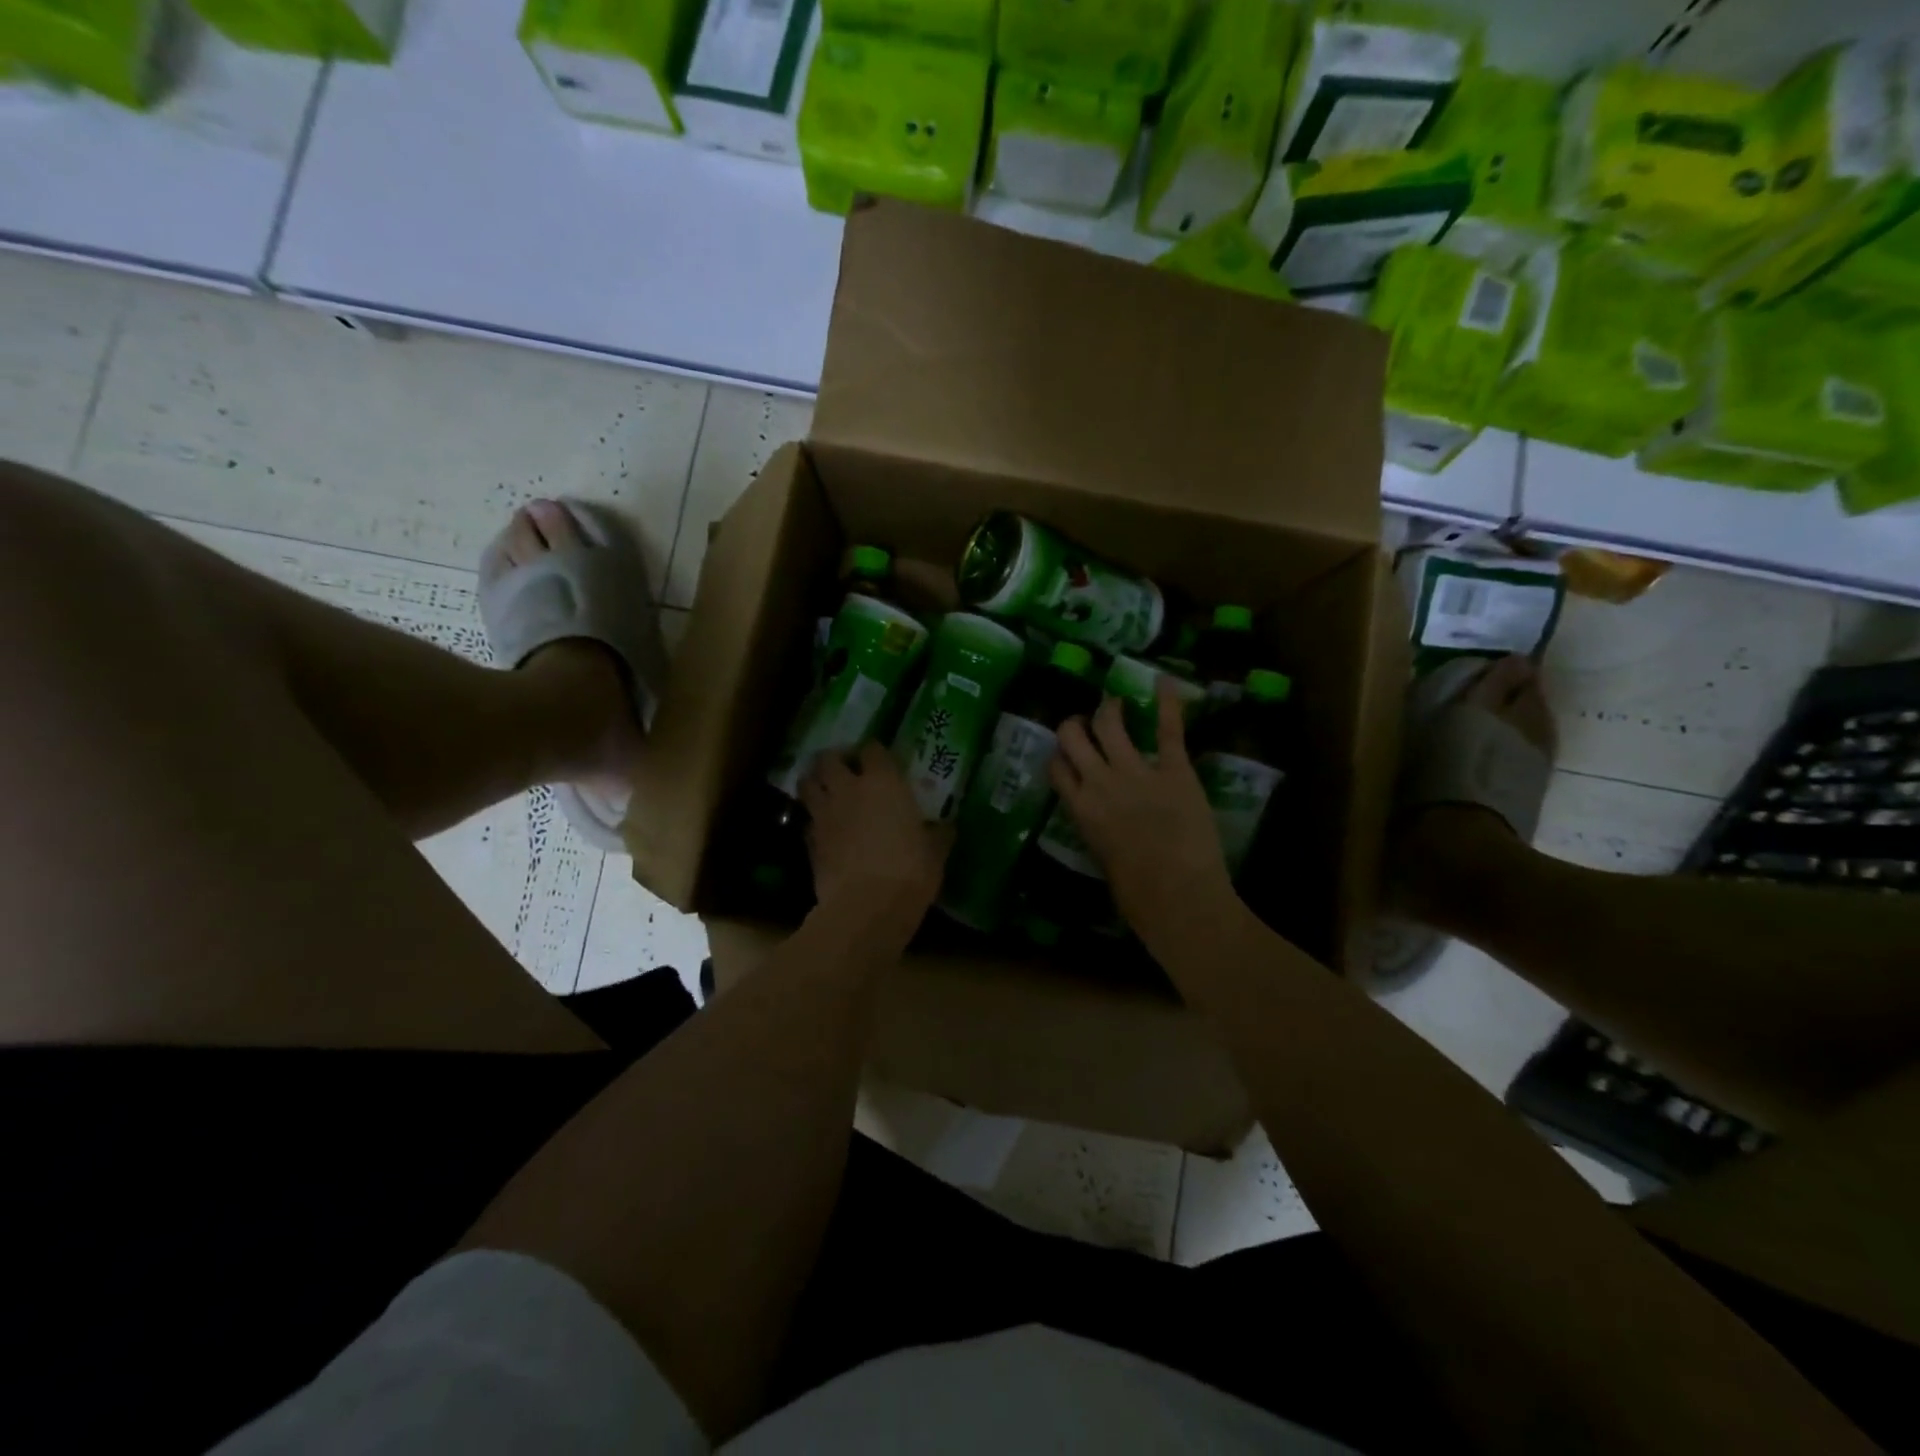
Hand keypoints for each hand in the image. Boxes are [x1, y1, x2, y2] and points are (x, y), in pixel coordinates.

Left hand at [800, 741, 950, 925]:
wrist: (866, 907)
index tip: (880, 760)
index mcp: (884, 782)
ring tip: (826, 790)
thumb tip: (946, 826)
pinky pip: (807, 819)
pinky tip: (824, 828)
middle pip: (829, 758)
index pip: (872, 749)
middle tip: (845, 770)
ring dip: (815, 782)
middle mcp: (849, 789)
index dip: (874, 752)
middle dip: (835, 759)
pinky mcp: (809, 840)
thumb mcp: (935, 853)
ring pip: (807, 783)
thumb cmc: (909, 872)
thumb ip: (938, 834)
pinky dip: (812, 819)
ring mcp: (824, 813)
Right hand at [1049, 678, 1234, 945]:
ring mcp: (1136, 772)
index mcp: (1080, 809)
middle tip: (1087, 720)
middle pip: (1073, 737)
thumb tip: (1105, 825)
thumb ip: (1099, 830)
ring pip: (1111, 724)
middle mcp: (1099, 782)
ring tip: (1115, 703)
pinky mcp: (1174, 770)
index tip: (1066, 751)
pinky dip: (1168, 703)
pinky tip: (1165, 681)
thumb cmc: (1137, 894)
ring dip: (1110, 708)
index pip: (1057, 768)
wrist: (1178, 895)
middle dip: (1076, 723)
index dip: (1060, 755)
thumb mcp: (1103, 859)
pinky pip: (1168, 730)